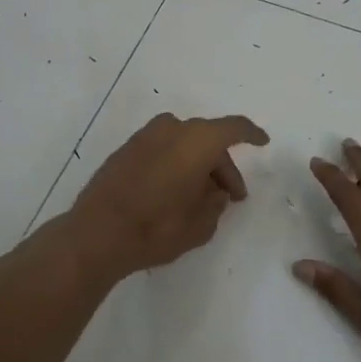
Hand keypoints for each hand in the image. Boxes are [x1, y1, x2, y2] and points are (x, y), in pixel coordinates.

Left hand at [69, 112, 270, 278]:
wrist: (97, 233)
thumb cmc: (157, 227)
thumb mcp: (201, 224)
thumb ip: (216, 202)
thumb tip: (215, 192)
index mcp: (197, 140)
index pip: (234, 128)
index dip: (251, 134)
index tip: (263, 142)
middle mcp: (171, 129)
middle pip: (208, 139)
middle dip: (222, 165)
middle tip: (230, 196)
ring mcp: (144, 137)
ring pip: (183, 143)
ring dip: (197, 163)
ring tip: (201, 196)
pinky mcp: (125, 150)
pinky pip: (162, 149)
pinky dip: (175, 163)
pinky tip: (174, 190)